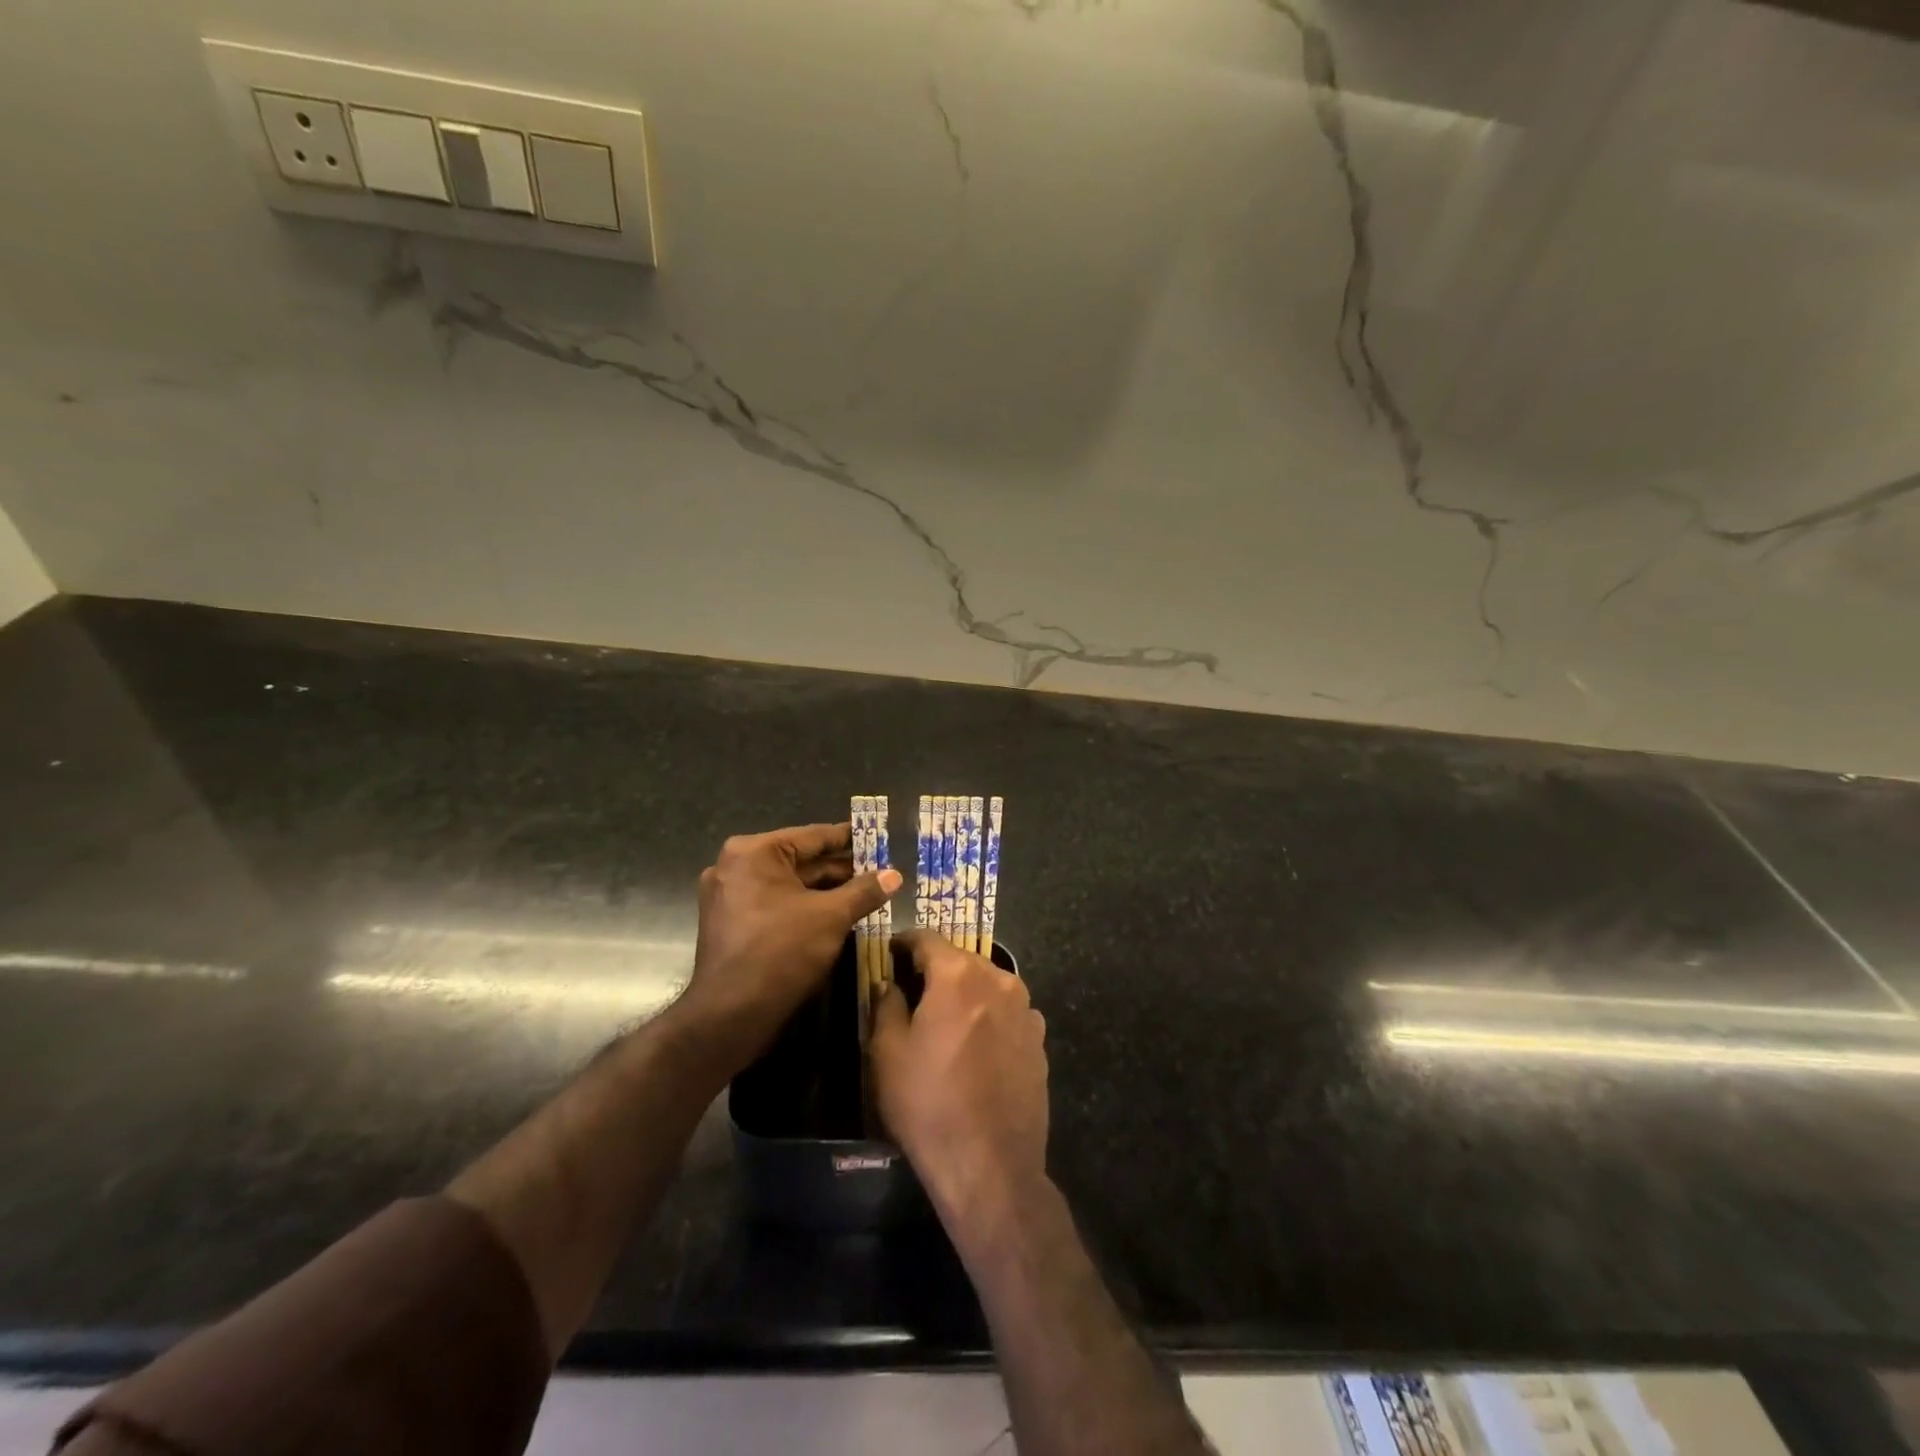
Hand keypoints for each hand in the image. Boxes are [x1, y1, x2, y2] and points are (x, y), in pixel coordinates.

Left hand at [680, 823, 900, 1061]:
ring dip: (825, 890)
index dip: (849, 838)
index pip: (813, 836)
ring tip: (865, 892)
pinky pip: (775, 903)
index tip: (877, 837)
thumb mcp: (831, 917)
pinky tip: (835, 914)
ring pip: (789, 884)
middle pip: (800, 860)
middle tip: (879, 870)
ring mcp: (728, 895)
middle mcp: (736, 866)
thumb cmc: (781, 952)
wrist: (730, 1015)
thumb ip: (864, 891)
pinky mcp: (730, 922)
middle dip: (840, 868)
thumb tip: (895, 875)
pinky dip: (803, 906)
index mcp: (754, 852)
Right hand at [872, 930, 1048, 1225]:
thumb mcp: (888, 1052)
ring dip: (966, 989)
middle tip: (913, 986)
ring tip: (946, 1015)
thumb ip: (887, 1004)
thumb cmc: (929, 1103)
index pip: (927, 939)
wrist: (990, 1164)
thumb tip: (889, 982)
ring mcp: (1025, 1009)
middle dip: (936, 966)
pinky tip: (977, 1042)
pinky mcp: (1040, 1039)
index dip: (904, 942)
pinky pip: (1008, 1010)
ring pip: (988, 983)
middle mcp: (998, 980)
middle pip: (961, 958)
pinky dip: (990, 1014)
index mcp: (958, 975)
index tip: (890, 951)